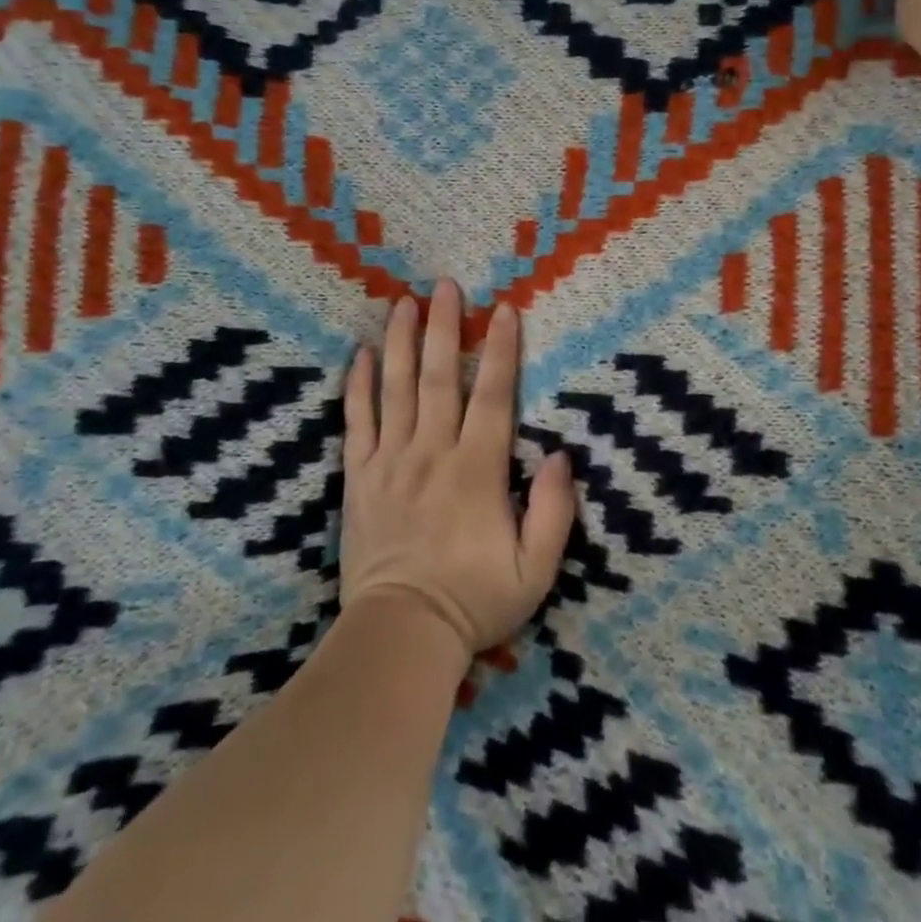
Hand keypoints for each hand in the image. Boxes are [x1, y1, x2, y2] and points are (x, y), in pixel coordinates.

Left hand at [339, 281, 576, 659]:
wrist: (400, 636)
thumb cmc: (474, 602)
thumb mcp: (535, 570)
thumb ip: (554, 511)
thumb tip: (562, 455)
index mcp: (478, 469)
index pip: (494, 396)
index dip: (502, 350)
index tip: (504, 310)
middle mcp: (433, 452)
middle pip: (441, 377)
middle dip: (447, 327)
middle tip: (446, 285)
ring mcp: (392, 461)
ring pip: (397, 388)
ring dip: (402, 342)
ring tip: (404, 303)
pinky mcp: (361, 477)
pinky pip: (358, 422)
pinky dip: (358, 386)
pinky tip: (361, 355)